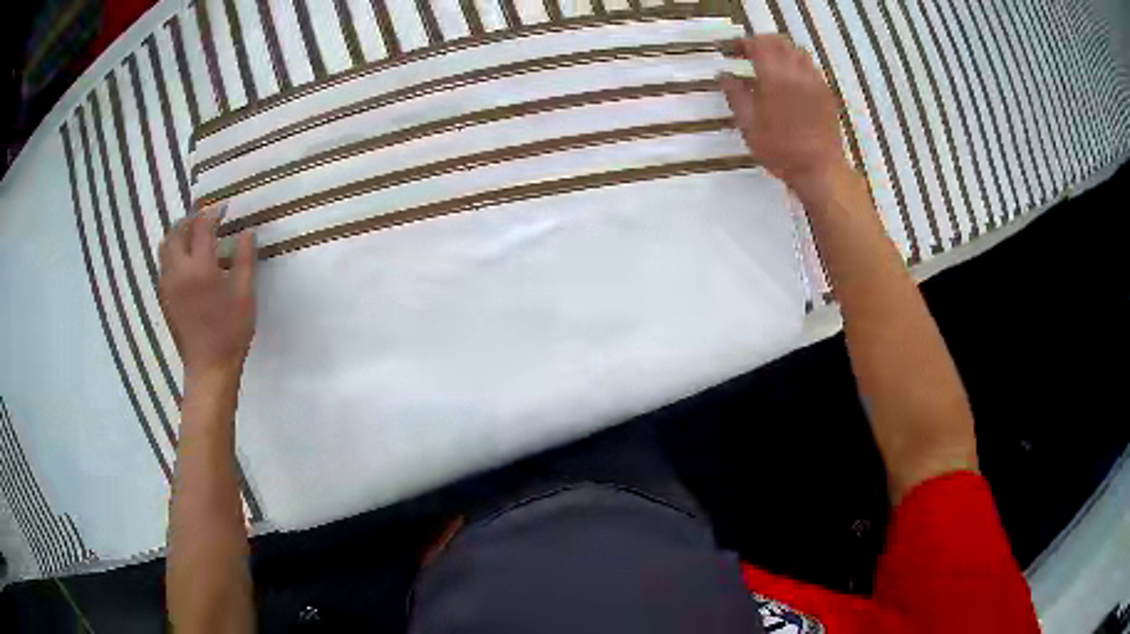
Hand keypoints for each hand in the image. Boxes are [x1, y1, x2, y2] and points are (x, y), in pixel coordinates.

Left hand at [158, 206, 256, 379]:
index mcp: (199, 268)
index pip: (202, 227)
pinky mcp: (164, 297)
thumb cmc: (230, 331)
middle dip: (191, 220)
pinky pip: (164, 264)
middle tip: (207, 221)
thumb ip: (245, 258)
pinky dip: (174, 253)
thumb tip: (248, 231)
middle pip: (177, 232)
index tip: (225, 208)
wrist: (208, 368)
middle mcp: (178, 271)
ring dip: (179, 235)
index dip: (213, 213)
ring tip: (194, 238)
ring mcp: (168, 285)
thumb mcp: (244, 294)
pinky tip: (188, 263)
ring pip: (165, 247)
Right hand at [718, 35, 848, 193]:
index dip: (741, 43)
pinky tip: (789, 82)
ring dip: (780, 52)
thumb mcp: (749, 125)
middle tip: (748, 54)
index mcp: (775, 77)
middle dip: (761, 43)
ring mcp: (815, 82)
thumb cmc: (781, 150)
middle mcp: (797, 73)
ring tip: (769, 65)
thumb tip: (724, 76)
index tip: (729, 50)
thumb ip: (735, 95)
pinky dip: (796, 66)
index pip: (757, 44)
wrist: (820, 169)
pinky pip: (810, 68)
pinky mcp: (826, 93)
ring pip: (797, 52)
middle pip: (779, 42)